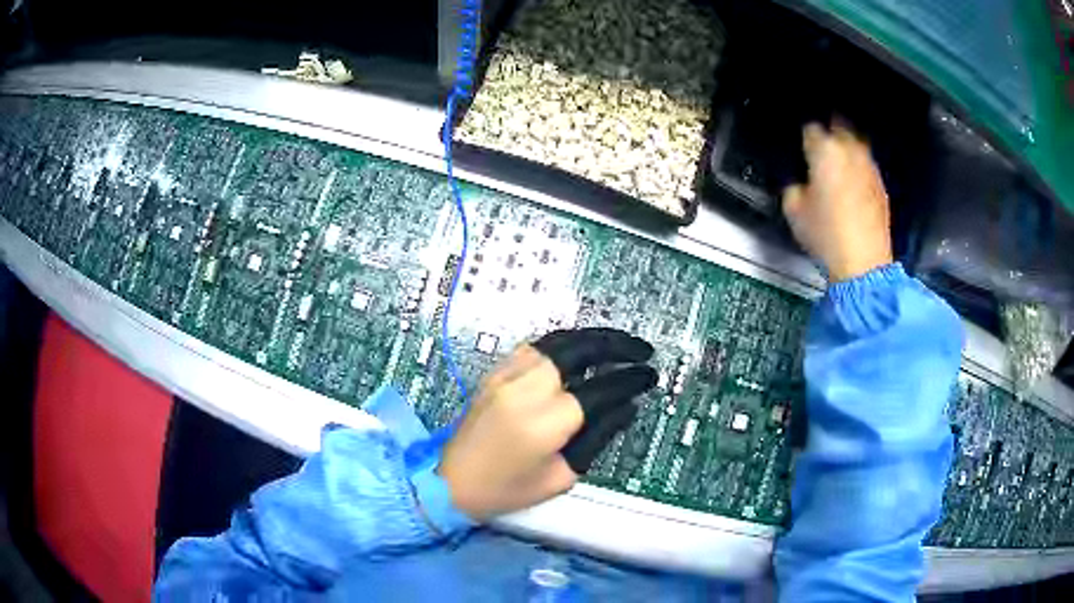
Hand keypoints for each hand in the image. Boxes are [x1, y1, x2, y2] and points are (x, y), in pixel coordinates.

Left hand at [438, 328, 656, 520]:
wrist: (451, 482)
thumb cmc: (508, 490)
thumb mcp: (562, 476)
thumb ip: (597, 437)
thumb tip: (626, 406)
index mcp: (545, 423)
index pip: (600, 389)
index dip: (630, 380)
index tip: (650, 376)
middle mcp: (526, 389)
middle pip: (579, 349)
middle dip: (617, 345)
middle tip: (642, 350)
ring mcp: (506, 376)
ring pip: (558, 340)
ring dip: (592, 338)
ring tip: (618, 345)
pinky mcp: (495, 373)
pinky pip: (536, 346)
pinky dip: (565, 343)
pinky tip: (581, 351)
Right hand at [782, 122, 892, 282]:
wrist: (863, 262)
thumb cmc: (825, 234)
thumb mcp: (794, 210)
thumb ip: (794, 187)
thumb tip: (801, 183)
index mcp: (825, 150)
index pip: (811, 128)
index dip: (804, 138)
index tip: (802, 149)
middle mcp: (850, 150)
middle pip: (839, 127)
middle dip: (830, 133)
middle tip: (821, 148)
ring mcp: (869, 167)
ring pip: (857, 144)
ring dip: (847, 148)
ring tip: (839, 162)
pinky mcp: (881, 185)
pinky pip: (867, 166)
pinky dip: (859, 168)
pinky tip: (853, 183)